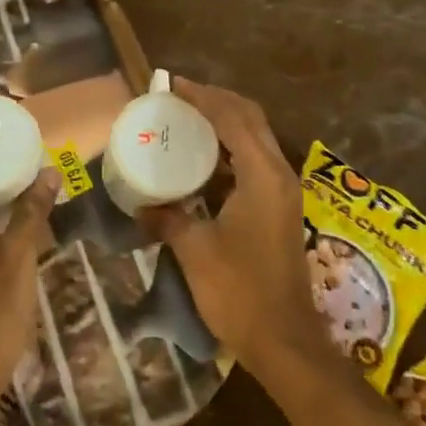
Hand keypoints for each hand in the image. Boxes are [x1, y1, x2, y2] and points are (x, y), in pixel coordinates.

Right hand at [138, 79, 324, 372]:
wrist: (285, 340)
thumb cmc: (240, 292)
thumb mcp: (196, 251)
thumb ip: (169, 218)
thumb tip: (141, 206)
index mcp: (263, 175)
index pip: (233, 118)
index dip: (203, 97)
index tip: (172, 85)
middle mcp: (279, 174)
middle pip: (251, 119)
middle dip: (217, 101)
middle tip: (180, 96)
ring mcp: (283, 191)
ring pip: (256, 139)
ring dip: (226, 123)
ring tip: (188, 119)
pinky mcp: (279, 208)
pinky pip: (256, 161)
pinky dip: (231, 149)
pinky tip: (204, 160)